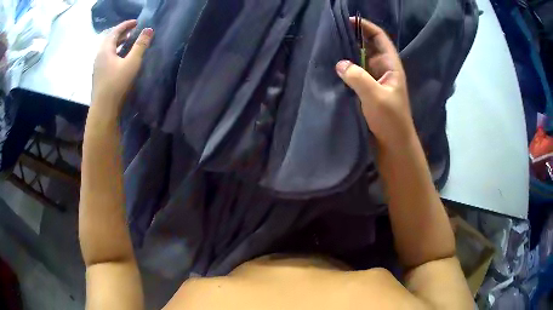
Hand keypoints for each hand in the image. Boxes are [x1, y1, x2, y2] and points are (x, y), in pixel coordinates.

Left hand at [92, 20, 153, 115]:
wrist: (103, 109)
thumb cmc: (117, 84)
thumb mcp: (132, 63)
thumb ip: (140, 45)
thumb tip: (149, 29)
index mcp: (105, 50)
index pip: (115, 31)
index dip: (126, 25)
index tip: (137, 22)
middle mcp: (99, 56)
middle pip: (110, 39)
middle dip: (122, 32)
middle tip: (133, 31)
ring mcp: (98, 66)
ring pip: (108, 49)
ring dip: (118, 43)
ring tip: (128, 42)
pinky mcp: (99, 75)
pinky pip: (107, 57)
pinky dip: (115, 52)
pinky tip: (121, 58)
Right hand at [336, 18, 414, 150]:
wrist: (394, 144)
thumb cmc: (390, 120)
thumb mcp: (375, 96)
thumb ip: (358, 78)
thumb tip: (340, 64)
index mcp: (391, 66)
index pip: (380, 39)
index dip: (367, 27)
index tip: (349, 20)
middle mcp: (383, 69)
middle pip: (369, 46)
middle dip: (354, 37)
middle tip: (334, 32)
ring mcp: (375, 80)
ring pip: (361, 60)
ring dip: (349, 53)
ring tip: (331, 46)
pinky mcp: (368, 91)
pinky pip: (356, 73)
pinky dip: (347, 68)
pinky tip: (335, 66)